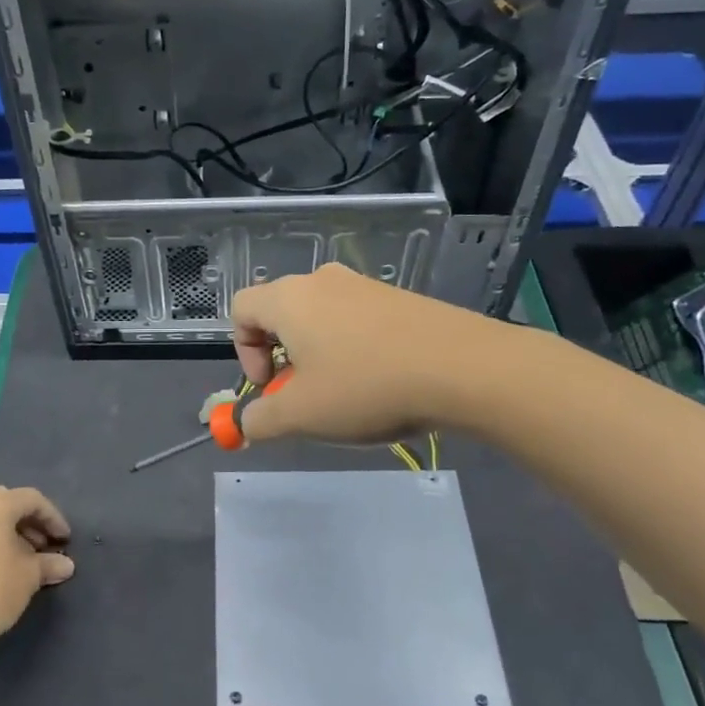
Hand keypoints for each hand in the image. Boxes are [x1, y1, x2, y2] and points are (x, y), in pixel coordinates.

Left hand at [0, 486, 73, 658]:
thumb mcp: (29, 576)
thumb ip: (49, 564)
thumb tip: (66, 565)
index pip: (32, 499)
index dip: (53, 517)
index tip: (65, 541)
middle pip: (9, 504)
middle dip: (32, 522)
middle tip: (46, 545)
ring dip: (14, 532)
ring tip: (28, 559)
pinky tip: (5, 567)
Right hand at [231, 263, 499, 443]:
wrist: (463, 367)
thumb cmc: (366, 386)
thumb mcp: (302, 414)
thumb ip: (260, 420)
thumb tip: (244, 425)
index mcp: (289, 298)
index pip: (241, 310)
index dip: (243, 352)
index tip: (270, 386)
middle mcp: (321, 281)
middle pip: (280, 312)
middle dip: (280, 356)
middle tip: (303, 394)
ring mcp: (363, 285)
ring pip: (319, 317)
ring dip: (316, 354)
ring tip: (344, 393)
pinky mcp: (397, 297)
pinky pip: (355, 319)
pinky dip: (351, 348)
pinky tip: (379, 381)